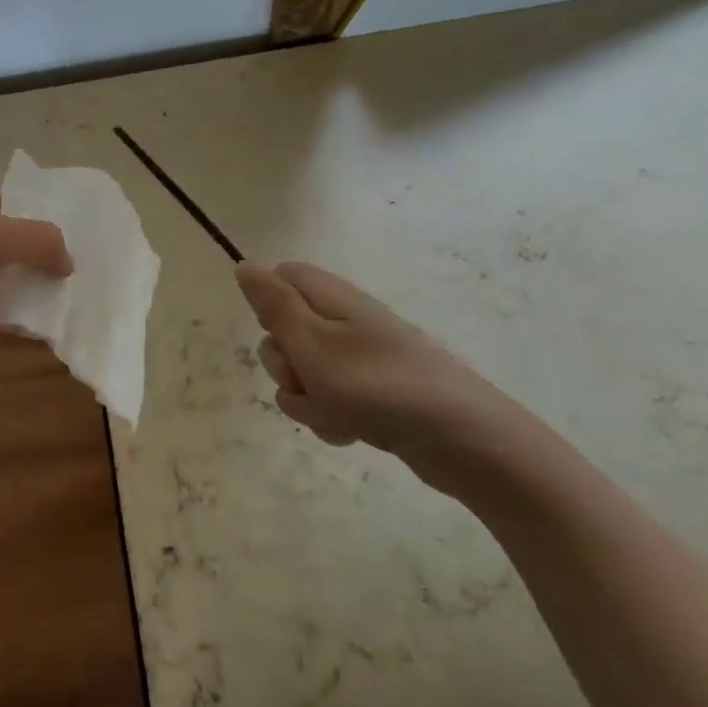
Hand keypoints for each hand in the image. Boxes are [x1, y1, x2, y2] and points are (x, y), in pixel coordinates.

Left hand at [0, 196, 71, 408]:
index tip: (89, 230)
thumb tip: (68, 261)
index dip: (46, 214)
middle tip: (98, 274)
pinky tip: (62, 338)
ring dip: (45, 300)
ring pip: (15, 293)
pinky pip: (7, 330)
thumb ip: (34, 239)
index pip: (11, 206)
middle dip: (53, 261)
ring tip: (89, 307)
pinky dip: (30, 334)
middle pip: (17, 252)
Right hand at [235, 261, 527, 487]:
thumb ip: (274, 304)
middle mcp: (346, 323)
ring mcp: (361, 361)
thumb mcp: (311, 342)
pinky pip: (329, 401)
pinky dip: (331, 418)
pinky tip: (351, 433)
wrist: (463, 442)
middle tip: (305, 379)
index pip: (284, 276)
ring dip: (307, 398)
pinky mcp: (373, 397)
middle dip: (284, 364)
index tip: (275, 331)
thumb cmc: (377, 385)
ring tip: (336, 413)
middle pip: (287, 331)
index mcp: (332, 299)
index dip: (268, 303)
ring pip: (304, 373)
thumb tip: (244, 264)